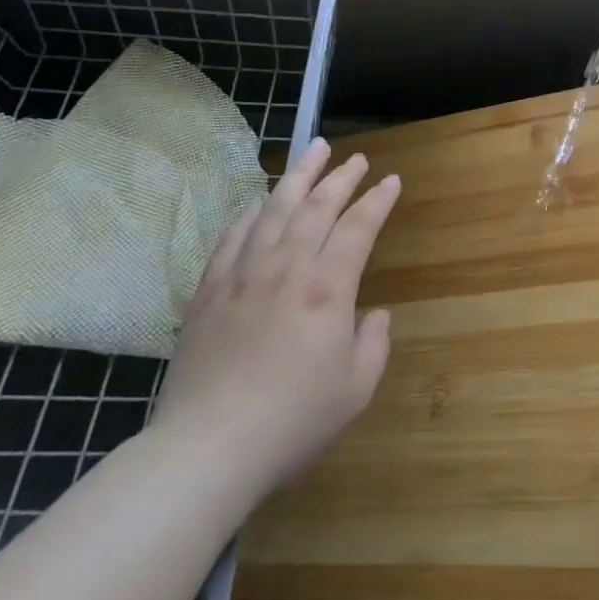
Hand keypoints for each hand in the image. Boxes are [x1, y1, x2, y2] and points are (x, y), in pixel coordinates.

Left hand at [149, 139, 398, 523]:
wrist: (207, 448)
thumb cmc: (292, 420)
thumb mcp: (356, 389)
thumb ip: (375, 344)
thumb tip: (375, 315)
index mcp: (328, 288)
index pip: (358, 227)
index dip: (377, 201)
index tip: (391, 181)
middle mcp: (286, 267)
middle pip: (317, 206)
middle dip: (341, 177)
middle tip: (356, 158)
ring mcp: (243, 274)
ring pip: (274, 209)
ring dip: (297, 176)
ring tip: (312, 150)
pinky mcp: (209, 290)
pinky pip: (232, 236)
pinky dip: (250, 212)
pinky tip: (258, 201)